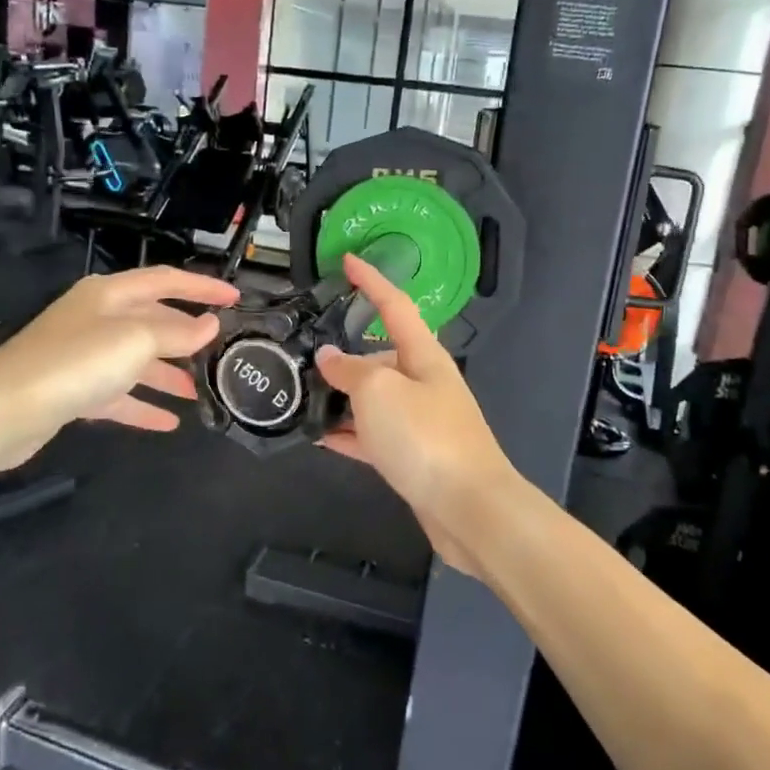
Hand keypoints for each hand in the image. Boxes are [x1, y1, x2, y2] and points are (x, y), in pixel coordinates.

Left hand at [0, 267, 238, 469]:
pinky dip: (143, 405)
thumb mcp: (136, 340)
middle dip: (186, 335)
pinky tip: (169, 422)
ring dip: (168, 375)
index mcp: (110, 294)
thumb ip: (177, 333)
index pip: (165, 280)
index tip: (236, 299)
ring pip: (137, 360)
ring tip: (200, 392)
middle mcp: (96, 319)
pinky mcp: (73, 391)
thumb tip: (209, 326)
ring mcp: (83, 356)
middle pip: (152, 321)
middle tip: (220, 351)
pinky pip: (119, 394)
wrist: (1, 410)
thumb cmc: (75, 363)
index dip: (202, 288)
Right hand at [314, 254, 524, 577]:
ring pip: (373, 399)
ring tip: (299, 396)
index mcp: (423, 355)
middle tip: (301, 356)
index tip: (347, 259)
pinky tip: (318, 436)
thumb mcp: (378, 391)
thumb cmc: (425, 436)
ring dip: (341, 397)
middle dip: (344, 354)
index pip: (394, 305)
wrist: (469, 509)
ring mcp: (420, 421)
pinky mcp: (413, 456)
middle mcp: (424, 382)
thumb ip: (349, 371)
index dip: (371, 280)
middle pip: (380, 355)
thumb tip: (329, 357)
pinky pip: (373, 435)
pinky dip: (347, 433)